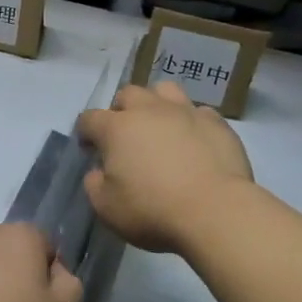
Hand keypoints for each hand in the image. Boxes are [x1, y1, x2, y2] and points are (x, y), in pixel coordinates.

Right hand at [76, 81, 252, 254]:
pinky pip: (199, 112)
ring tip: (161, 126)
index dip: (86, 132)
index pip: (89, 118)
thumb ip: (95, 185)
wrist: (216, 211)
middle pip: (128, 94)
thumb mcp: (107, 208)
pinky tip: (195, 142)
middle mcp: (149, 110)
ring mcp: (185, 112)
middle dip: (122, 110)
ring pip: (165, 90)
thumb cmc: (154, 211)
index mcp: (117, 128)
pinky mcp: (216, 122)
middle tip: (127, 136)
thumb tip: (98, 172)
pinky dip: (192, 122)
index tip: (90, 150)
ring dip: (157, 104)